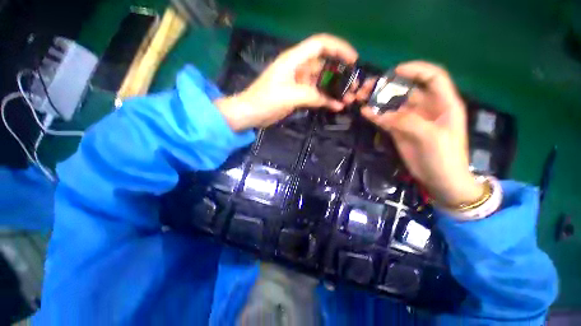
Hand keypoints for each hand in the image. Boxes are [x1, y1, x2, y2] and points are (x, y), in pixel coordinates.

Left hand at [215, 34, 357, 131]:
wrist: (251, 113)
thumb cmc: (266, 100)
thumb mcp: (290, 96)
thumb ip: (313, 96)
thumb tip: (334, 102)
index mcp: (294, 59)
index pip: (320, 45)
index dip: (338, 48)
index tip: (353, 60)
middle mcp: (298, 68)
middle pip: (324, 64)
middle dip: (340, 73)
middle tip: (353, 86)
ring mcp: (298, 82)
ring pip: (321, 81)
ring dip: (334, 88)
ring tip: (348, 98)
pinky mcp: (298, 95)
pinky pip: (315, 94)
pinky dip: (325, 99)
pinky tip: (335, 105)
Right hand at [358, 61, 482, 206]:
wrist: (440, 179)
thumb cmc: (445, 157)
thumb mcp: (431, 137)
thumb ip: (407, 121)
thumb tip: (380, 113)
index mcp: (443, 103)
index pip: (432, 77)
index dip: (415, 70)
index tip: (394, 71)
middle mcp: (426, 107)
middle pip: (406, 89)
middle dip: (387, 86)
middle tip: (368, 88)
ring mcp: (410, 119)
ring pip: (392, 104)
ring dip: (377, 100)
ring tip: (361, 98)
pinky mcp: (399, 130)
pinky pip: (385, 119)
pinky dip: (375, 115)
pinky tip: (364, 112)